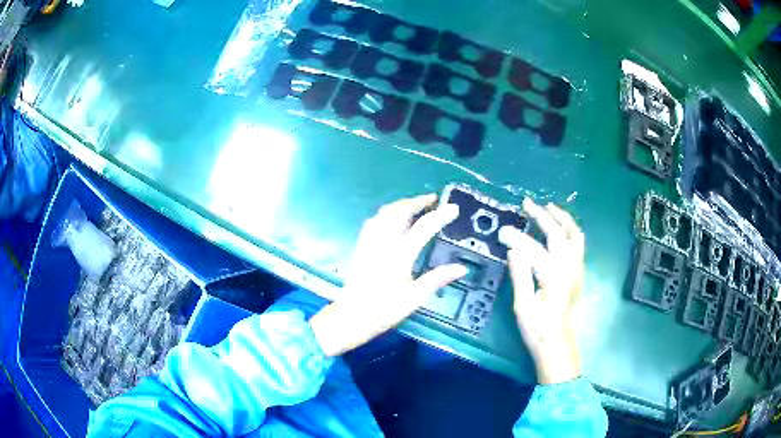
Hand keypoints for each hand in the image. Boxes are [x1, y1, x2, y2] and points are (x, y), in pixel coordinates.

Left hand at [309, 194, 467, 356]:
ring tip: (415, 205)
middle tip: (432, 200)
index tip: (453, 208)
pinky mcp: (361, 246)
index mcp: (399, 254)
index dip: (440, 215)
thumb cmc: (384, 309)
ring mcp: (370, 242)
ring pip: (385, 213)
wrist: (352, 316)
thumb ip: (437, 279)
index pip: (423, 228)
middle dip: (417, 202)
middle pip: (400, 212)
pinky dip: (387, 213)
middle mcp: (384, 242)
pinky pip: (375, 220)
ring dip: (402, 204)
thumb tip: (461, 268)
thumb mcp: (415, 298)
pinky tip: (392, 218)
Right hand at [499, 199, 584, 384]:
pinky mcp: (580, 274)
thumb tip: (513, 248)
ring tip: (549, 208)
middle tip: (528, 204)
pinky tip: (560, 229)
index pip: (535, 248)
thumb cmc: (538, 330)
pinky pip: (578, 244)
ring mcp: (578, 270)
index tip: (504, 230)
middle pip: (559, 233)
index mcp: (554, 277)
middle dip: (543, 216)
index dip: (517, 237)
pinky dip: (569, 230)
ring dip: (562, 218)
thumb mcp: (523, 306)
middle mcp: (570, 268)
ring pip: (575, 235)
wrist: (558, 346)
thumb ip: (520, 275)